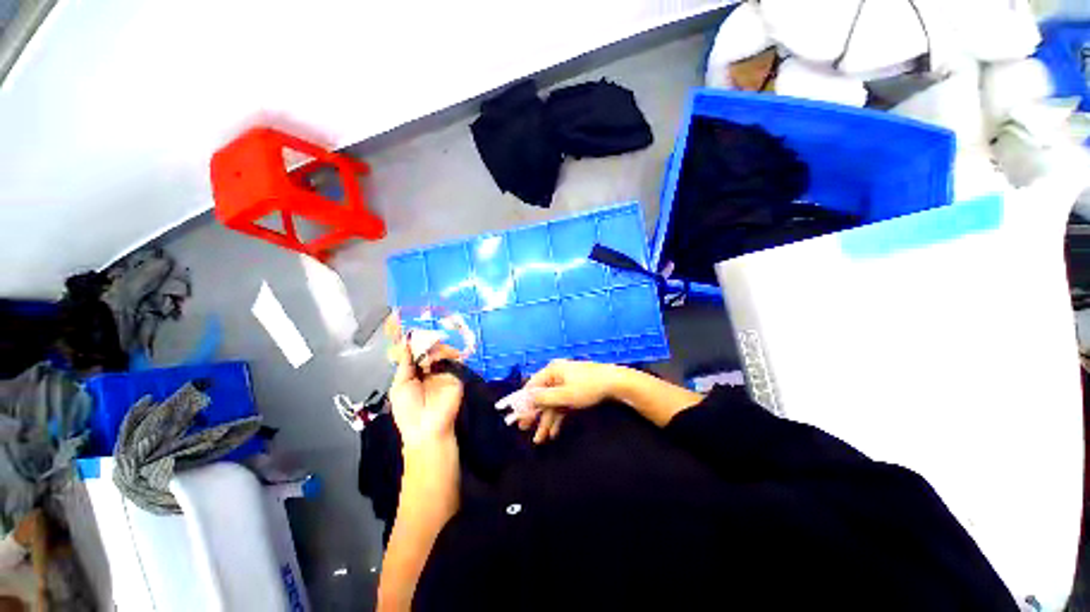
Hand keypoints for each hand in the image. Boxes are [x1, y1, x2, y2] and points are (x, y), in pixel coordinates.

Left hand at [388, 342, 463, 451]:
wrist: (427, 427)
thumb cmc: (408, 410)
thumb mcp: (400, 386)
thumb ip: (404, 364)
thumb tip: (406, 344)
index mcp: (414, 374)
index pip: (415, 355)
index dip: (412, 345)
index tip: (408, 332)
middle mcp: (429, 371)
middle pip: (429, 351)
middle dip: (424, 342)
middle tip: (420, 336)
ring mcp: (443, 372)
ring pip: (441, 353)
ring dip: (433, 348)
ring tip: (427, 347)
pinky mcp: (455, 375)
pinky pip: (453, 360)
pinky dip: (445, 353)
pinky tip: (436, 354)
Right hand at [518, 359, 622, 443]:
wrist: (615, 383)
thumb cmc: (588, 387)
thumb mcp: (564, 395)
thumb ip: (544, 398)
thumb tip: (527, 399)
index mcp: (553, 371)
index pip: (532, 386)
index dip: (524, 402)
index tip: (518, 417)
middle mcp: (557, 375)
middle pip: (542, 397)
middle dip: (535, 415)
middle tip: (525, 430)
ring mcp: (566, 384)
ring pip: (552, 403)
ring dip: (547, 420)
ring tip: (541, 439)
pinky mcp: (574, 391)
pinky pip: (562, 405)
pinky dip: (558, 418)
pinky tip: (554, 432)